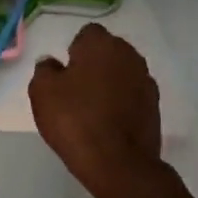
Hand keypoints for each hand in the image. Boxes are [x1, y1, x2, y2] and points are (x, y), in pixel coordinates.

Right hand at [29, 24, 162, 195]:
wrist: (117, 162)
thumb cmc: (75, 120)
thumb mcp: (42, 92)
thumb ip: (45, 70)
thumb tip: (52, 64)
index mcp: (102, 45)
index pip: (87, 34)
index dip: (74, 52)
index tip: (64, 74)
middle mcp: (129, 55)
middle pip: (107, 52)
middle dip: (93, 65)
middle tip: (75, 91)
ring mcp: (146, 81)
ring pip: (121, 74)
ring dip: (109, 84)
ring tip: (91, 110)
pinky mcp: (154, 106)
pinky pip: (132, 96)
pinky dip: (121, 103)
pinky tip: (108, 123)